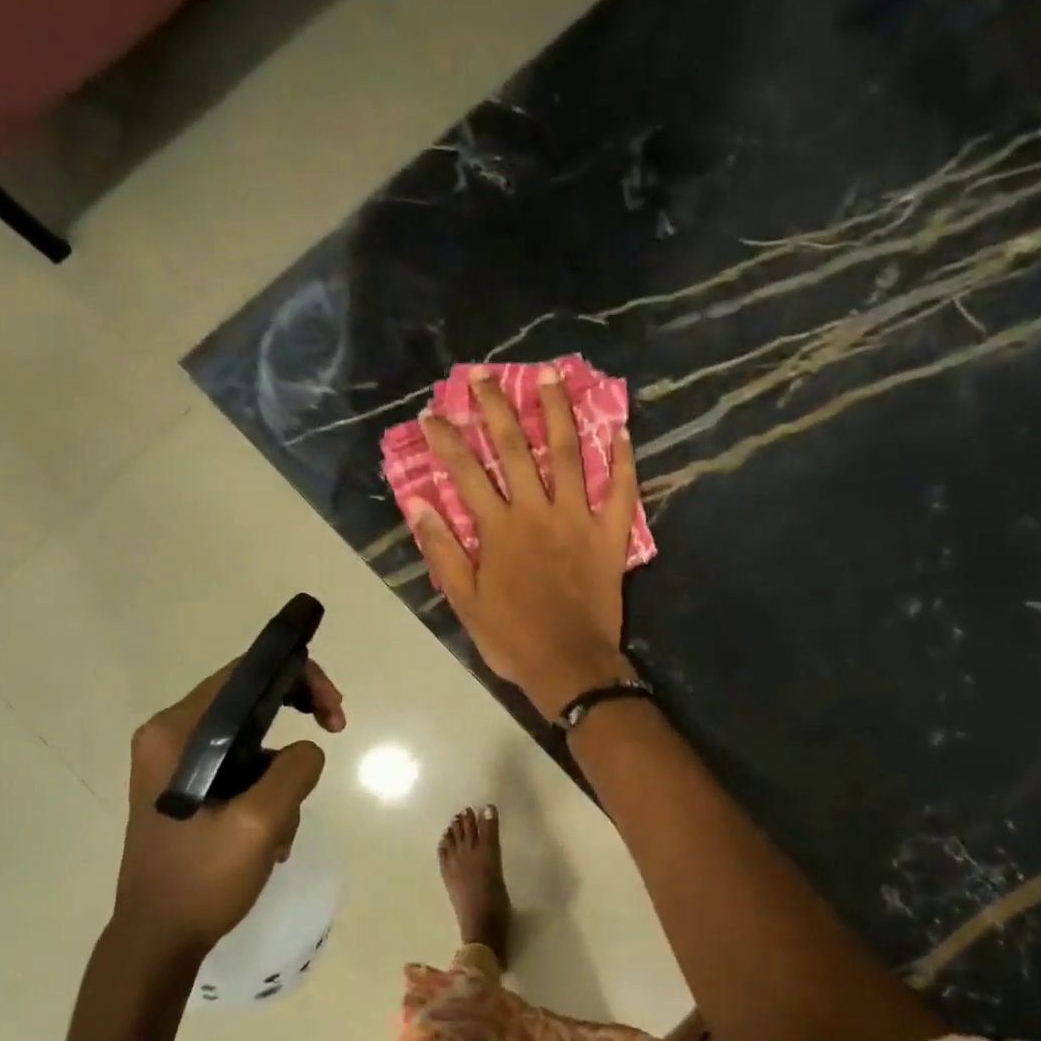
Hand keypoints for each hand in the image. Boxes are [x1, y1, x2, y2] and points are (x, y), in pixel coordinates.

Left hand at [114, 657, 345, 961]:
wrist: (157, 941)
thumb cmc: (201, 879)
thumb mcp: (259, 822)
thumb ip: (294, 770)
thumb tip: (308, 750)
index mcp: (176, 731)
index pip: (246, 673)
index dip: (300, 677)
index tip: (334, 713)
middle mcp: (171, 736)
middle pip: (251, 700)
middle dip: (300, 716)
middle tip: (335, 731)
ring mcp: (177, 763)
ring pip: (253, 740)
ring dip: (283, 775)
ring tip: (285, 827)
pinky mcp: (188, 788)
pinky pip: (243, 770)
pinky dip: (268, 793)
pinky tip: (271, 838)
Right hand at [403, 366, 638, 719]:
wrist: (569, 665)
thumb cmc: (512, 637)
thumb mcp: (465, 600)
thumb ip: (443, 549)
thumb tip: (419, 503)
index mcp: (499, 529)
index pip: (467, 472)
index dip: (447, 440)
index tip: (433, 413)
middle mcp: (537, 512)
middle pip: (515, 449)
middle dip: (498, 408)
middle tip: (485, 376)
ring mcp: (578, 520)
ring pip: (568, 455)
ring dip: (558, 413)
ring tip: (551, 376)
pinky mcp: (610, 536)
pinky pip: (620, 492)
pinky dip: (621, 462)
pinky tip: (620, 430)